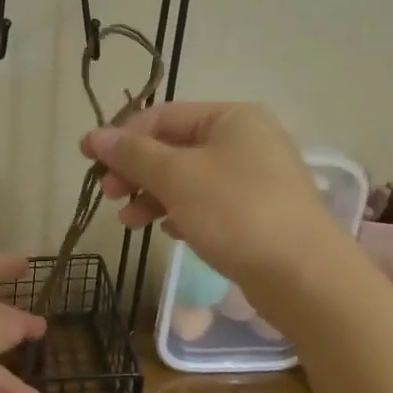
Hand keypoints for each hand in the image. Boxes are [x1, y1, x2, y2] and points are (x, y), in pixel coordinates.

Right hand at [82, 102, 340, 294]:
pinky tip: (167, 231)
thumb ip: (134, 155)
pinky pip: (208, 203)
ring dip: (153, 195)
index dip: (122, 136)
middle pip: (175, 146)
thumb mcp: (178, 178)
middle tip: (108, 195)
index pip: (163, 116)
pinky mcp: (257, 213)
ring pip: (189, 178)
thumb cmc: (236, 213)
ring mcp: (254, 178)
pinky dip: (181, 212)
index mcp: (231, 118)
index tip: (88, 160)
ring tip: (128, 221)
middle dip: (137, 170)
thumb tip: (94, 136)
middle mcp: (246, 140)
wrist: (304, 276)